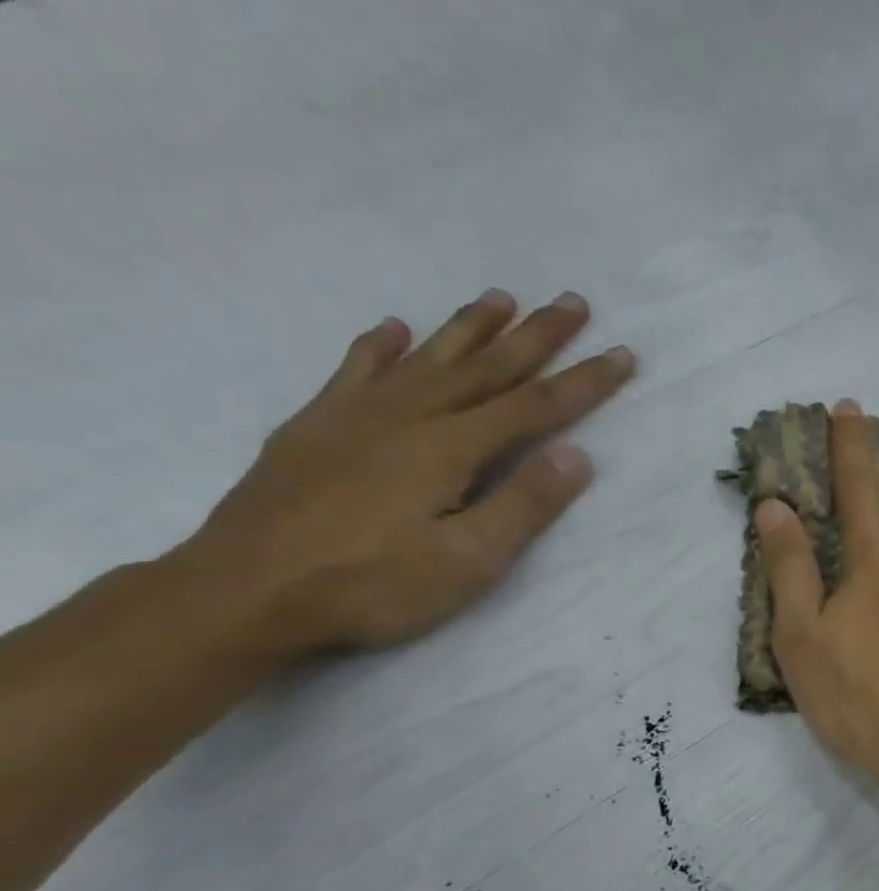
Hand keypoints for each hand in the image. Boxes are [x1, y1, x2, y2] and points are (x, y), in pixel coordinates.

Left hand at [179, 289, 636, 655]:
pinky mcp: (314, 428)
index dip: (583, 381)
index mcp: (450, 448)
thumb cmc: (373, 585)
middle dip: (535, 336)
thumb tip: (576, 454)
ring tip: (501, 298)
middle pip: (486, 368)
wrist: (244, 592)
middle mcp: (407, 416)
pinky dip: (379, 346)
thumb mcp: (468, 561)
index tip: (622, 354)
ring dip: (469, 328)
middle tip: (572, 302)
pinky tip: (393, 328)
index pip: (534, 407)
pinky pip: (355, 371)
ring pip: (426, 359)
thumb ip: (524, 505)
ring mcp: (354, 416)